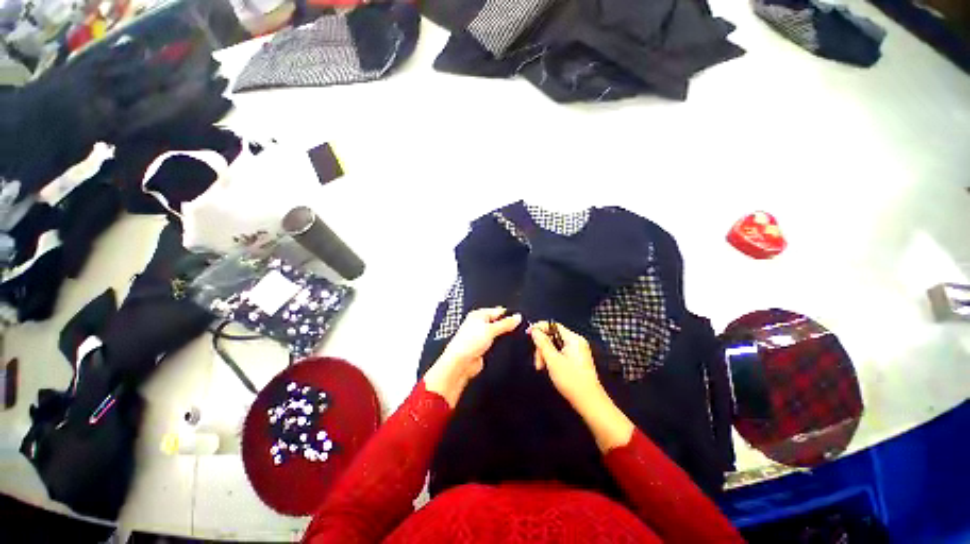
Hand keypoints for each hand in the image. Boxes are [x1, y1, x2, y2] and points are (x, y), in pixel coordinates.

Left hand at [424, 307, 521, 406]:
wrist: (461, 363)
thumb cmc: (467, 343)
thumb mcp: (490, 329)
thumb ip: (505, 323)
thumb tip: (517, 317)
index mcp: (479, 315)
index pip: (497, 311)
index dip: (509, 314)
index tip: (520, 318)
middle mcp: (479, 324)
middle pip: (498, 322)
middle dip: (507, 325)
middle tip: (518, 327)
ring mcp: (481, 336)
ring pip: (497, 333)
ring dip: (503, 335)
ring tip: (513, 336)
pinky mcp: (483, 347)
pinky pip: (495, 343)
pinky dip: (500, 344)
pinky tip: (506, 345)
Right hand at [531, 322, 633, 451]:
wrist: (589, 402)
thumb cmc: (572, 381)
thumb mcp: (553, 360)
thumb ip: (542, 343)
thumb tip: (535, 330)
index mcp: (573, 339)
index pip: (553, 325)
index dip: (539, 328)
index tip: (528, 334)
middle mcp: (577, 342)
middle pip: (553, 336)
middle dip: (542, 347)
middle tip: (538, 362)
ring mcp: (577, 351)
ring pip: (555, 346)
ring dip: (545, 355)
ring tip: (542, 368)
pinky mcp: (576, 360)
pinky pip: (560, 353)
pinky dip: (552, 359)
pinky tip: (550, 369)